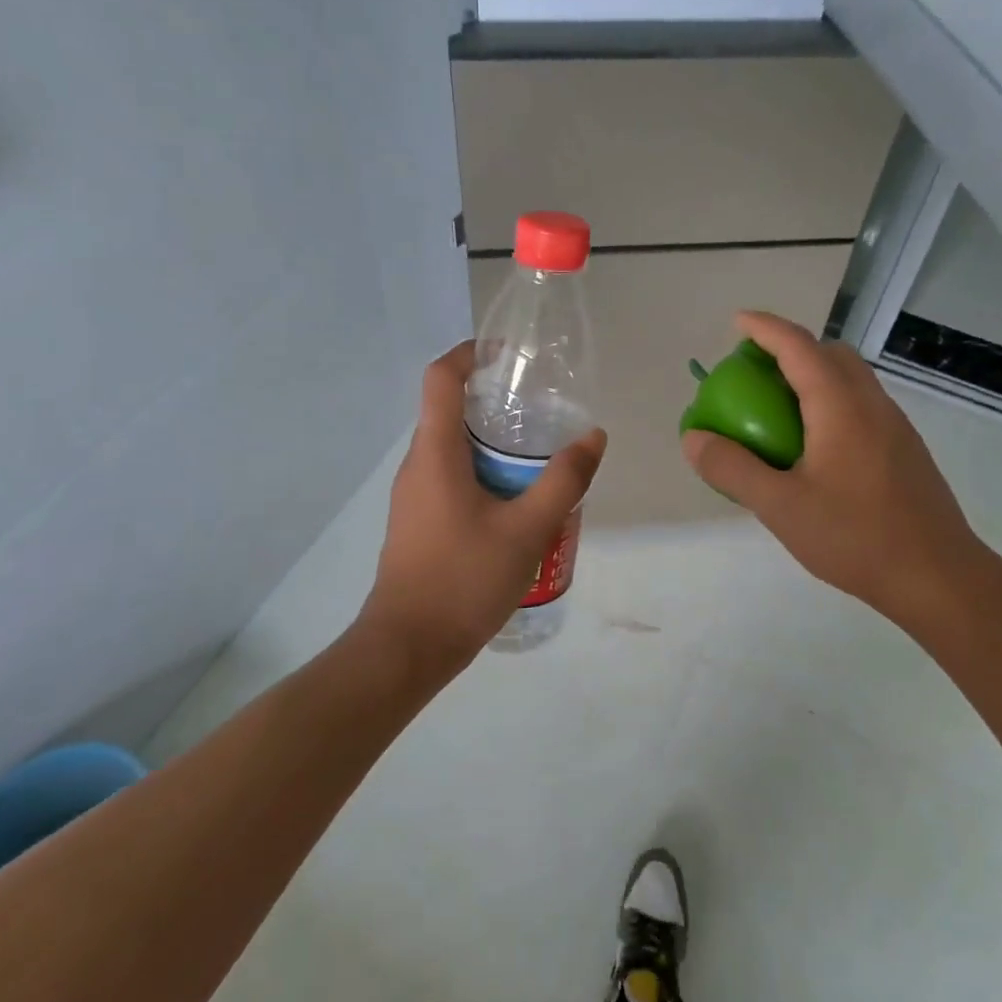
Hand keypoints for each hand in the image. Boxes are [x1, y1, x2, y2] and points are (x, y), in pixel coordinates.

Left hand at [361, 342, 606, 676]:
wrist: (408, 647)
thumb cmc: (464, 580)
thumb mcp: (527, 529)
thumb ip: (564, 480)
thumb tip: (593, 437)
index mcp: (435, 452)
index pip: (441, 378)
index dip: (470, 354)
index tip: (509, 355)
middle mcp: (417, 465)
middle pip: (449, 411)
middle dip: (493, 402)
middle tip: (541, 411)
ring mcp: (413, 495)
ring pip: (452, 449)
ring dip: (491, 443)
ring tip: (537, 458)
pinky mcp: (418, 521)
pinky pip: (450, 478)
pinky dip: (482, 473)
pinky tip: (516, 502)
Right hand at [680, 312, 992, 634]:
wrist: (938, 577)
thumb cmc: (855, 537)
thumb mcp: (779, 506)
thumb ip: (732, 469)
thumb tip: (694, 438)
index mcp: (840, 406)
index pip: (799, 346)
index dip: (765, 328)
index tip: (737, 322)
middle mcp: (872, 404)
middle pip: (831, 354)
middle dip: (792, 347)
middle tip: (756, 371)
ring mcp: (895, 426)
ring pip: (851, 379)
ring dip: (814, 375)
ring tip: (780, 408)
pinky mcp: (905, 450)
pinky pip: (862, 405)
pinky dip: (831, 402)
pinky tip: (815, 447)